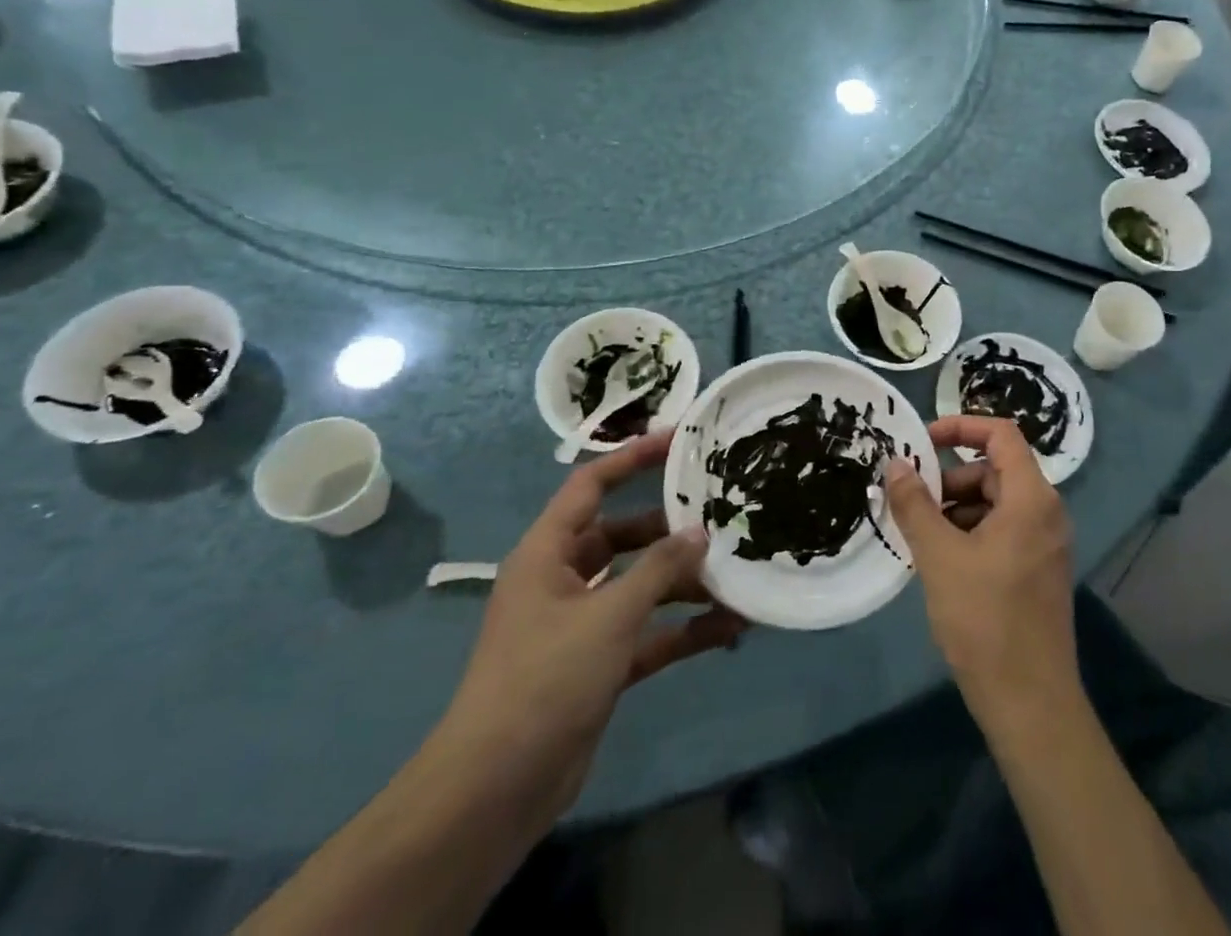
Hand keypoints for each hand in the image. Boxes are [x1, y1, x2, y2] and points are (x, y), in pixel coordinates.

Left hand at [436, 431, 744, 820]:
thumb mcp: (609, 616)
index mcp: (547, 553)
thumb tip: (700, 533)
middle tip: (719, 515)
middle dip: (668, 529)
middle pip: (622, 535)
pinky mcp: (597, 665)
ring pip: (639, 586)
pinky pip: (647, 633)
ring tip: (735, 575)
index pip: (590, 485)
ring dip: (682, 584)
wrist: (495, 791)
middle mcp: (562, 581)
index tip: (679, 440)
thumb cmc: (545, 679)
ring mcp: (580, 625)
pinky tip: (728, 629)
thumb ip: (659, 569)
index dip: (632, 458)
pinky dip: (682, 629)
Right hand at [884, 416, 1076, 727]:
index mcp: (1031, 498)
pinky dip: (970, 532)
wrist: (1031, 704)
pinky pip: (1002, 530)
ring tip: (921, 539)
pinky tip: (942, 562)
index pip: (1001, 434)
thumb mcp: (939, 556)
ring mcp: (1045, 543)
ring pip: (995, 502)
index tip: (923, 440)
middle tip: (912, 504)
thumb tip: (895, 463)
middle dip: (950, 479)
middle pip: (994, 470)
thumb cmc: (985, 620)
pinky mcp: (1038, 569)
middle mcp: (1046, 512)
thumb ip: (915, 504)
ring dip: (956, 509)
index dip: (961, 425)